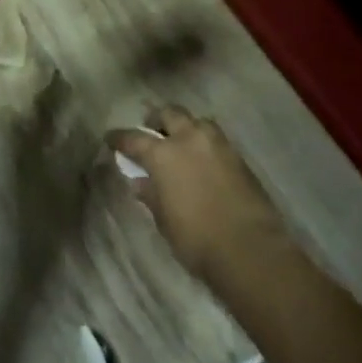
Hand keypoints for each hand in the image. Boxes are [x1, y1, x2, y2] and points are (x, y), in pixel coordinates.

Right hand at [107, 107, 288, 283]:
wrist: (250, 249)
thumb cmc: (196, 238)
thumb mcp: (164, 220)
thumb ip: (151, 195)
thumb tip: (140, 182)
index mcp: (163, 154)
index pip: (134, 138)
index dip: (119, 138)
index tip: (111, 139)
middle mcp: (189, 139)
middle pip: (170, 113)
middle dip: (157, 118)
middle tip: (150, 129)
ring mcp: (218, 145)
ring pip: (197, 121)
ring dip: (185, 126)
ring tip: (180, 141)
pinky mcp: (239, 157)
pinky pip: (215, 139)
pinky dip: (204, 142)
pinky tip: (201, 158)